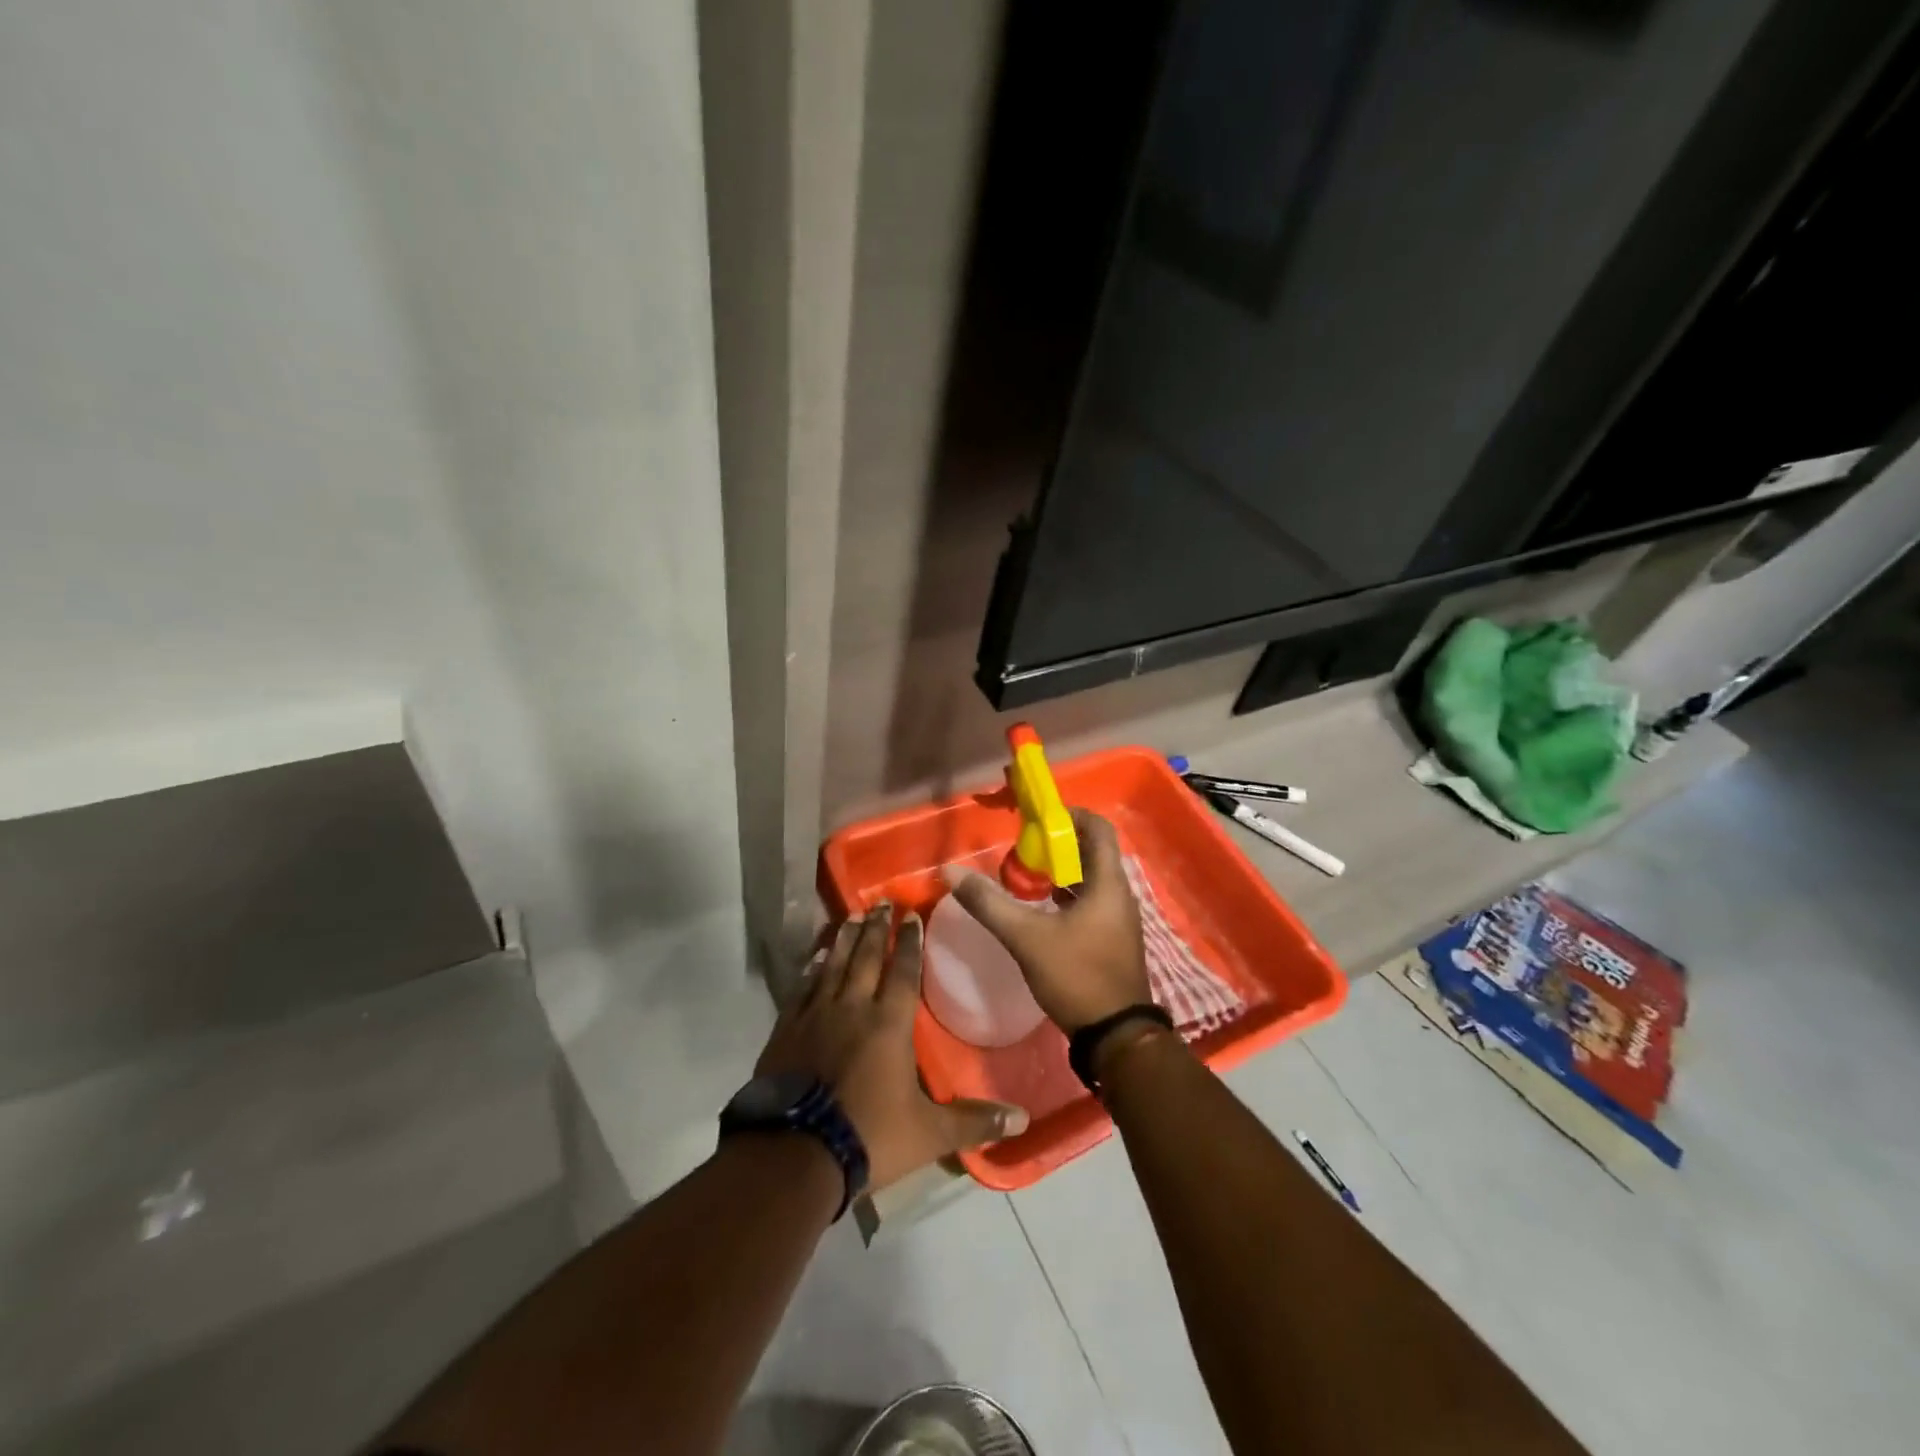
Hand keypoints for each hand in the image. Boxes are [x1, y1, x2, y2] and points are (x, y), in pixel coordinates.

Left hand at [755, 903, 1029, 1191]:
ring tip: (851, 915)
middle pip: (867, 958)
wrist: (795, 1154)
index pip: (903, 971)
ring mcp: (815, 1015)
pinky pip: (803, 988)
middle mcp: (853, 1008)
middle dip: (876, 928)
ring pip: (834, 965)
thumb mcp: (929, 1133)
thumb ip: (974, 1121)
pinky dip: (812, 969)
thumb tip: (1023, 1119)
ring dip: (844, 939)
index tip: (911, 915)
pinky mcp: (787, 1029)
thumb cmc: (869, 1136)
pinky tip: (816, 959)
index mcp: (889, 1024)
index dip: (910, 942)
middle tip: (881, 902)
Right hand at [941, 809, 1151, 1032]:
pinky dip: (1067, 895)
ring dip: (1061, 871)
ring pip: (1090, 879)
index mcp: (1108, 884)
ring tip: (1025, 875)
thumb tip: (950, 872)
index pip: (1098, 828)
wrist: (1115, 1036)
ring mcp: (1118, 919)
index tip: (1037, 817)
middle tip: (1022, 847)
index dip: (1070, 815)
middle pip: (1092, 852)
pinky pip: (1090, 902)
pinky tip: (1040, 908)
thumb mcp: (1026, 938)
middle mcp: (1119, 895)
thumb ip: (989, 903)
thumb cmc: (1077, 976)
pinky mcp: (1112, 939)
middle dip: (1057, 845)